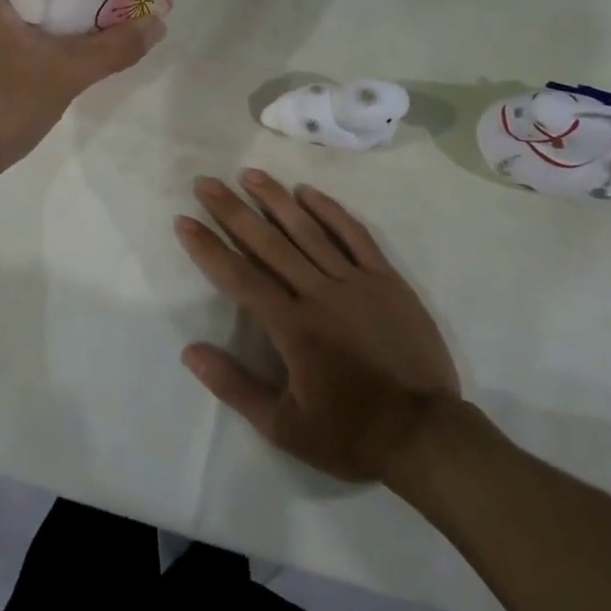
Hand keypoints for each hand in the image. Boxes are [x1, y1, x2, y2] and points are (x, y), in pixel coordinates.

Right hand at [176, 170, 460, 484]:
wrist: (426, 435)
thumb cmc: (350, 433)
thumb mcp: (284, 427)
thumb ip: (235, 386)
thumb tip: (190, 351)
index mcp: (292, 327)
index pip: (239, 277)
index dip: (208, 248)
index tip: (184, 221)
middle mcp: (319, 293)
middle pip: (268, 242)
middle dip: (233, 211)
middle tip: (207, 183)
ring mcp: (356, 281)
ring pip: (308, 230)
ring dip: (275, 199)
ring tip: (249, 174)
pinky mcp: (386, 280)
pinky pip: (355, 235)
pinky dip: (330, 211)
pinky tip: (308, 192)